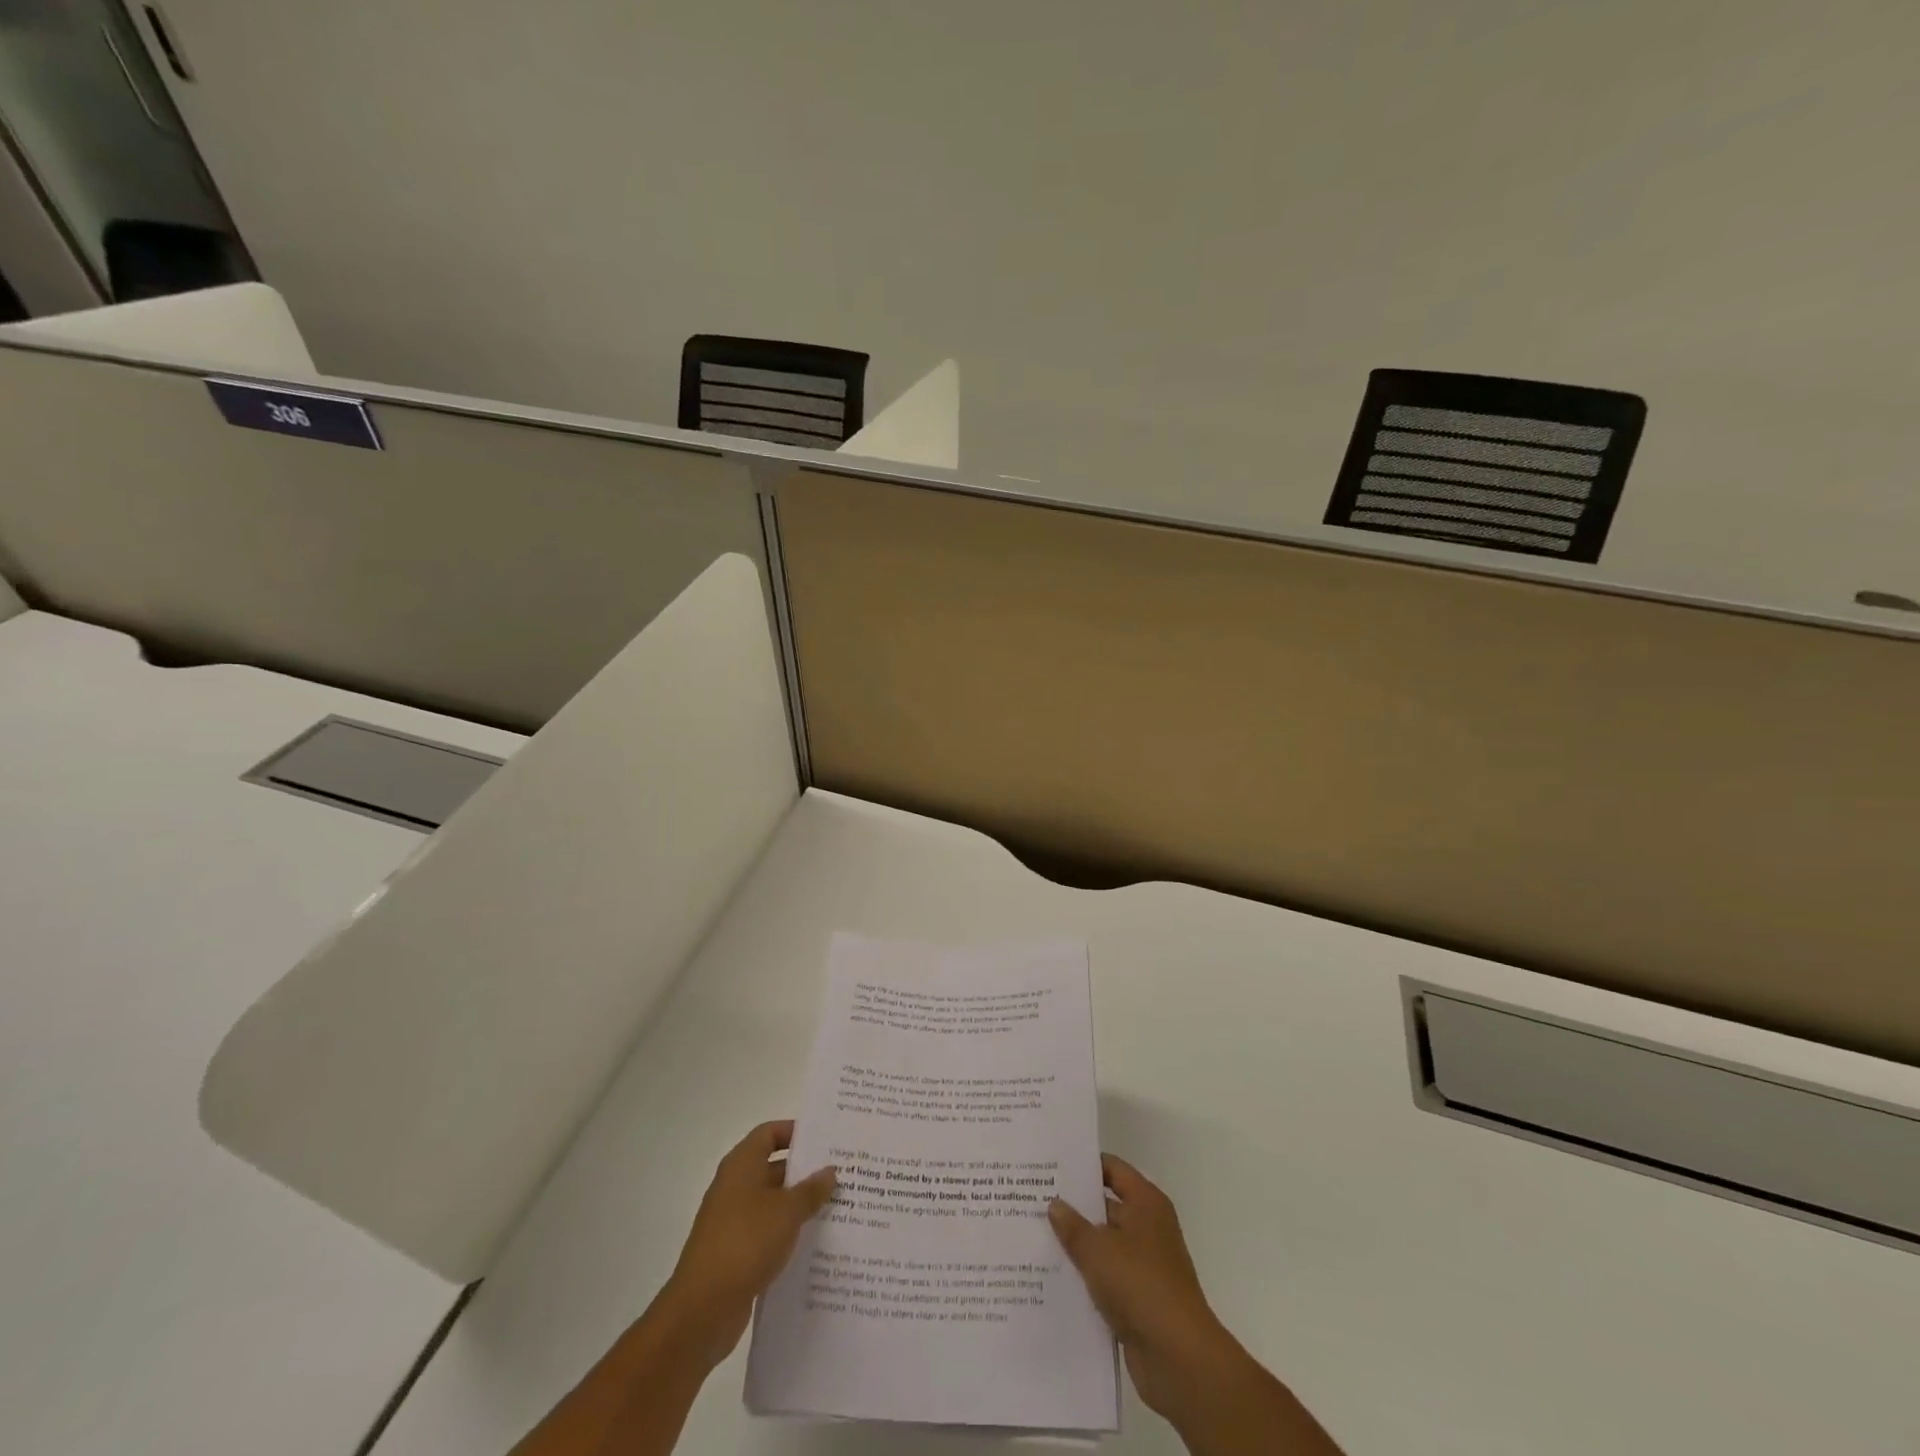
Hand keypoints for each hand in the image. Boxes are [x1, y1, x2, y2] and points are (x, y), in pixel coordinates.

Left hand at [657, 1120, 836, 1367]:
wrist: (703, 1308)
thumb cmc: (746, 1242)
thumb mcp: (787, 1211)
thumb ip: (811, 1190)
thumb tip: (830, 1171)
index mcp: (742, 1164)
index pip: (769, 1133)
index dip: (795, 1132)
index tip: (825, 1140)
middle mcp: (734, 1186)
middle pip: (772, 1167)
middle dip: (804, 1172)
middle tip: (839, 1175)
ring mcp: (731, 1220)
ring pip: (771, 1203)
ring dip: (798, 1205)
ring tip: (835, 1208)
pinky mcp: (733, 1252)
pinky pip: (765, 1232)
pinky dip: (786, 1233)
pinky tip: (813, 1243)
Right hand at [1048, 1155, 1238, 1422]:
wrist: (1178, 1358)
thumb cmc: (1141, 1285)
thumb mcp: (1098, 1250)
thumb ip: (1073, 1225)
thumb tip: (1055, 1203)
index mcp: (1146, 1203)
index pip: (1112, 1169)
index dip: (1084, 1165)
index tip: (1051, 1165)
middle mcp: (1148, 1228)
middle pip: (1106, 1207)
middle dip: (1073, 1207)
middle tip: (1033, 1200)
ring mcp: (1144, 1265)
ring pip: (1103, 1245)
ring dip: (1076, 1246)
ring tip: (1034, 1237)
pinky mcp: (1138, 1299)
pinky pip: (1105, 1279)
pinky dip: (1085, 1278)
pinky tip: (1051, 1277)